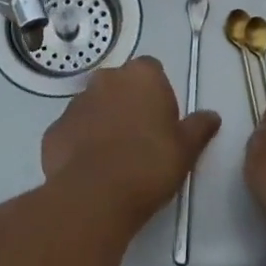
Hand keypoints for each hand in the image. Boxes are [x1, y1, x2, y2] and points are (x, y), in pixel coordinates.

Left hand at [41, 57, 220, 228]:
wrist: (96, 196)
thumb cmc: (150, 163)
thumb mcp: (186, 148)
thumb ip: (199, 127)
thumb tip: (212, 116)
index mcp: (141, 76)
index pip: (152, 70)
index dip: (158, 93)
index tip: (163, 119)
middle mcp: (105, 80)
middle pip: (119, 85)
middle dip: (128, 103)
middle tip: (141, 138)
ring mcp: (74, 104)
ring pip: (93, 107)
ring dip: (103, 122)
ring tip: (114, 158)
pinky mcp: (53, 131)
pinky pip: (72, 132)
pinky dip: (80, 144)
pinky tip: (91, 170)